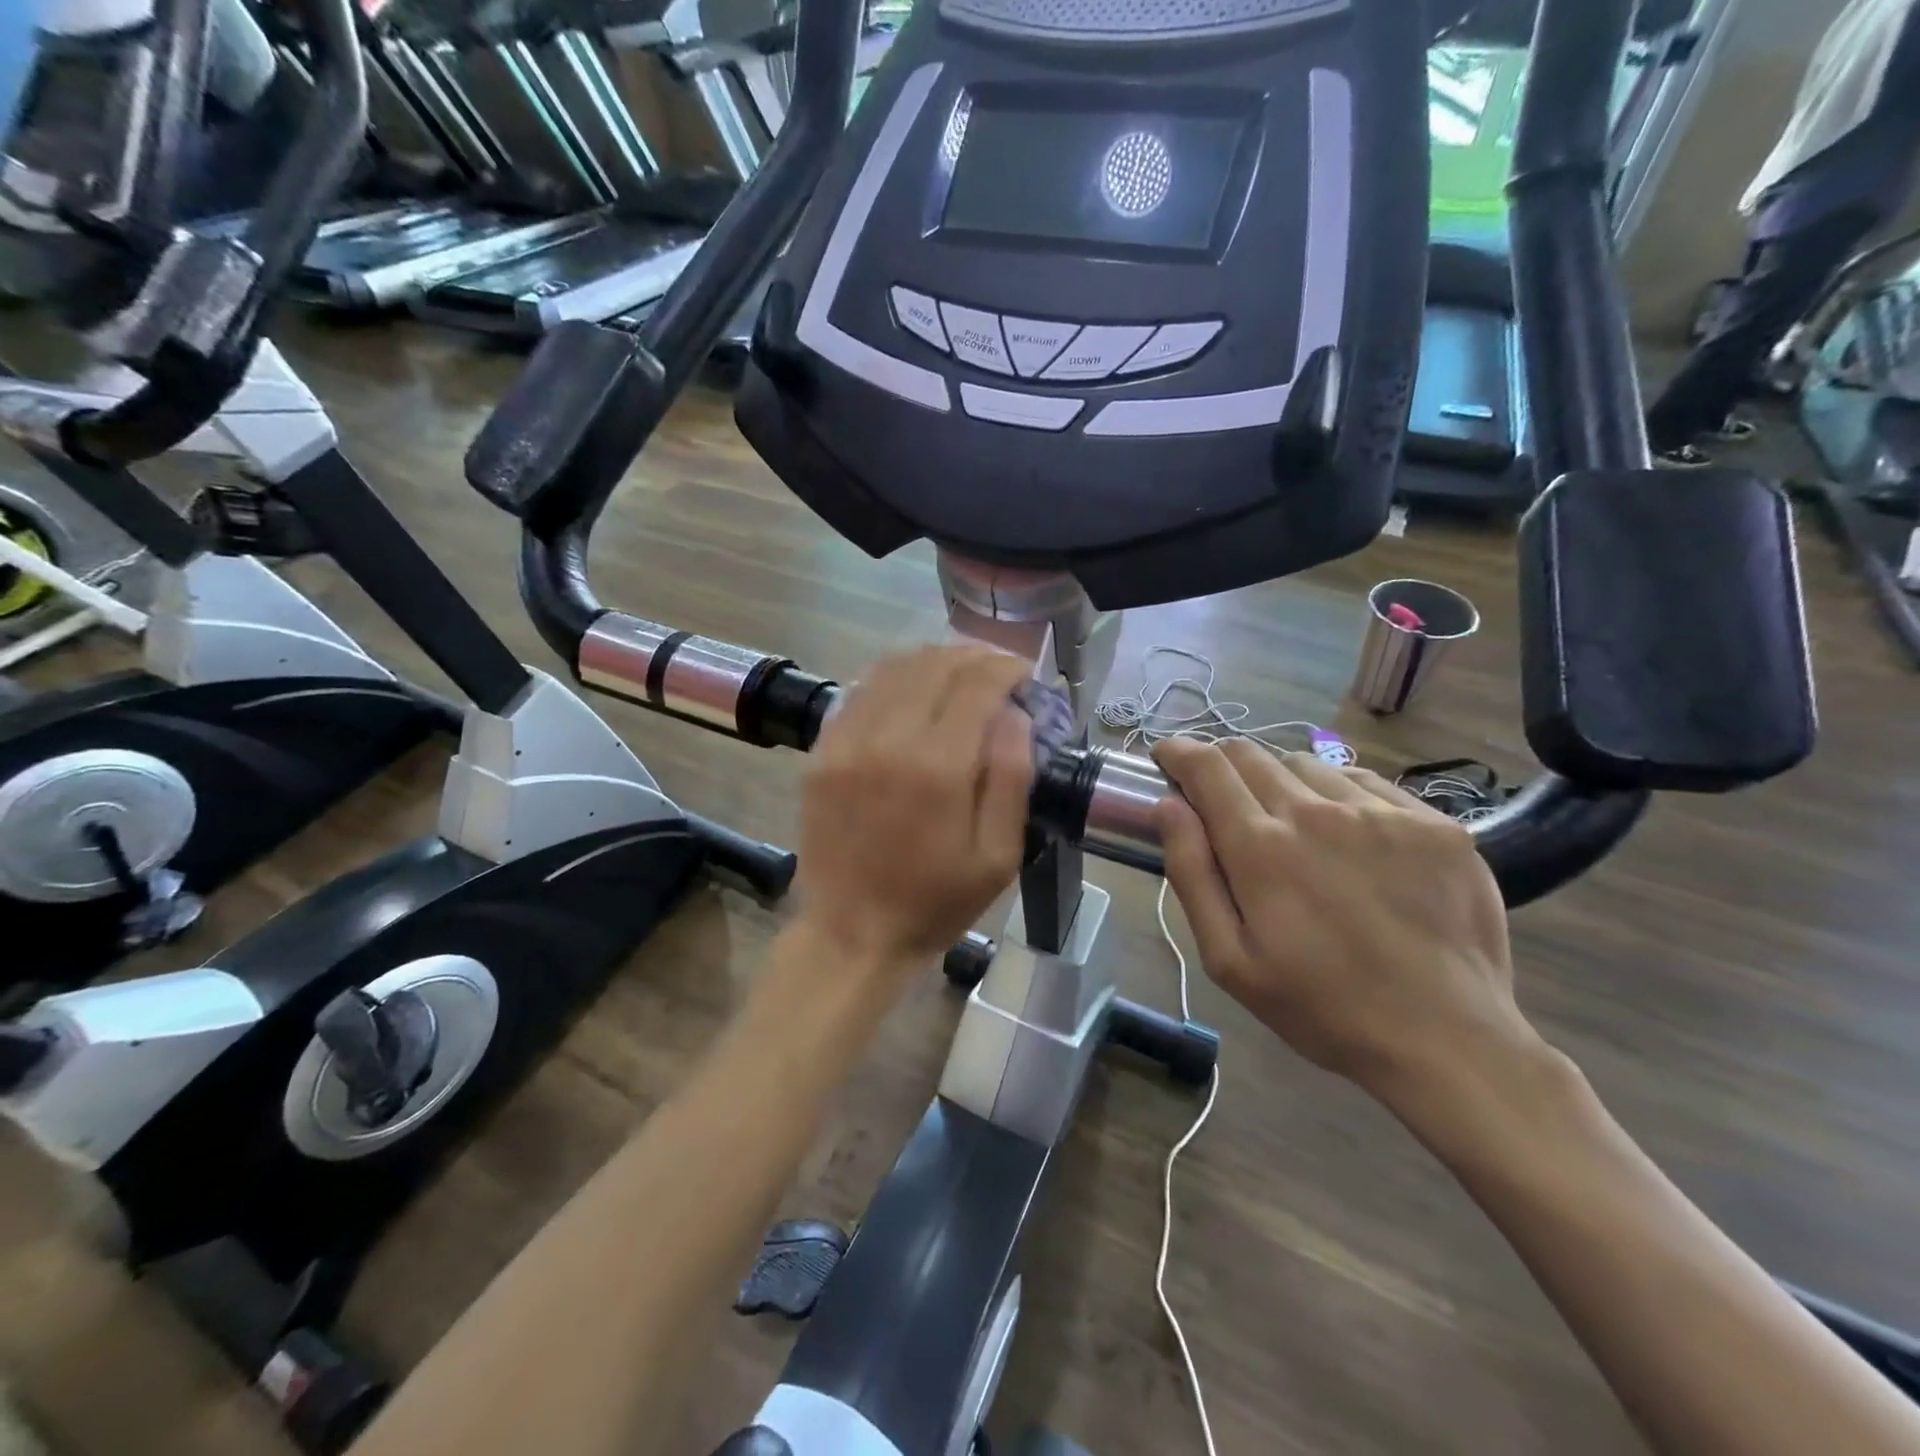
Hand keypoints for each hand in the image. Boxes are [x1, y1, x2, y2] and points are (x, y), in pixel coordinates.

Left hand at [795, 644, 1034, 968]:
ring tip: (958, 670)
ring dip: (932, 660)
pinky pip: (857, 693)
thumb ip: (1012, 778)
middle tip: (995, 667)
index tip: (1024, 673)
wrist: (852, 934)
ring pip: (892, 669)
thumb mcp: (998, 857)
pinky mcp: (821, 753)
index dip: (1006, 668)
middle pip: (934, 666)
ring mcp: (846, 743)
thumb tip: (1015, 714)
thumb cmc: (936, 901)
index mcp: (938, 767)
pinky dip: (891, 678)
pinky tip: (910, 688)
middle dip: (973, 656)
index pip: (976, 685)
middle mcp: (888, 740)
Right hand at [1152, 739, 1532, 1100]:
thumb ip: (1191, 874)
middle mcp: (1317, 812)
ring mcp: (1381, 812)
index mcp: (1261, 847)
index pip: (1208, 767)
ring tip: (1290, 823)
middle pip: (1252, 754)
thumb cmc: (1320, 1007)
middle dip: (1222, 764)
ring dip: (1280, 780)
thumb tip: (1168, 805)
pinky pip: (1365, 781)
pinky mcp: (1432, 822)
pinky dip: (1338, 794)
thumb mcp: (1229, 959)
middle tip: (1222, 797)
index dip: (1180, 752)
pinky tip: (1348, 834)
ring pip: (1306, 763)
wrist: (1446, 1039)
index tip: (1168, 757)